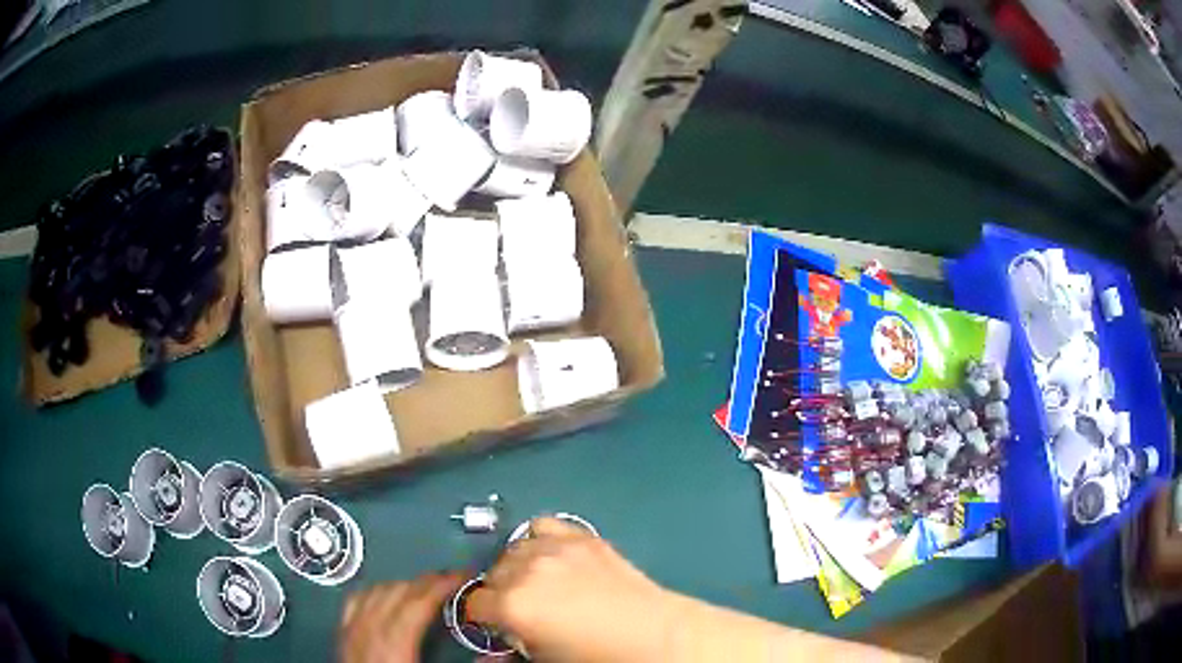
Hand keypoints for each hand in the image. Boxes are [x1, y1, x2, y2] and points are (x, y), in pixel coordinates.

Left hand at [340, 572, 463, 662]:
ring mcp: (351, 630)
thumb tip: (502, 655)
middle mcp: (369, 630)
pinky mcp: (342, 636)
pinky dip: (374, 592)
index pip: (418, 601)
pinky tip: (385, 596)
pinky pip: (355, 601)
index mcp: (395, 644)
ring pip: (375, 592)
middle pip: (398, 592)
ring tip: (424, 590)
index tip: (466, 576)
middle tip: (454, 582)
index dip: (443, 584)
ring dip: (403, 585)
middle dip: (427, 582)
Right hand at [466, 518, 675, 661]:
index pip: (474, 603)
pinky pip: (543, 527)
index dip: (483, 616)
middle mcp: (526, 570)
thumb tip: (485, 658)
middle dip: (499, 592)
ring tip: (537, 585)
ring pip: (513, 549)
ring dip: (517, 567)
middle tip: (521, 610)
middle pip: (492, 574)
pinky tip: (551, 558)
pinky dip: (539, 540)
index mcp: (512, 604)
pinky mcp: (581, 536)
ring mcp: (555, 548)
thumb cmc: (595, 656)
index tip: (494, 623)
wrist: (653, 636)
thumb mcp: (542, 661)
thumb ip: (504, 657)